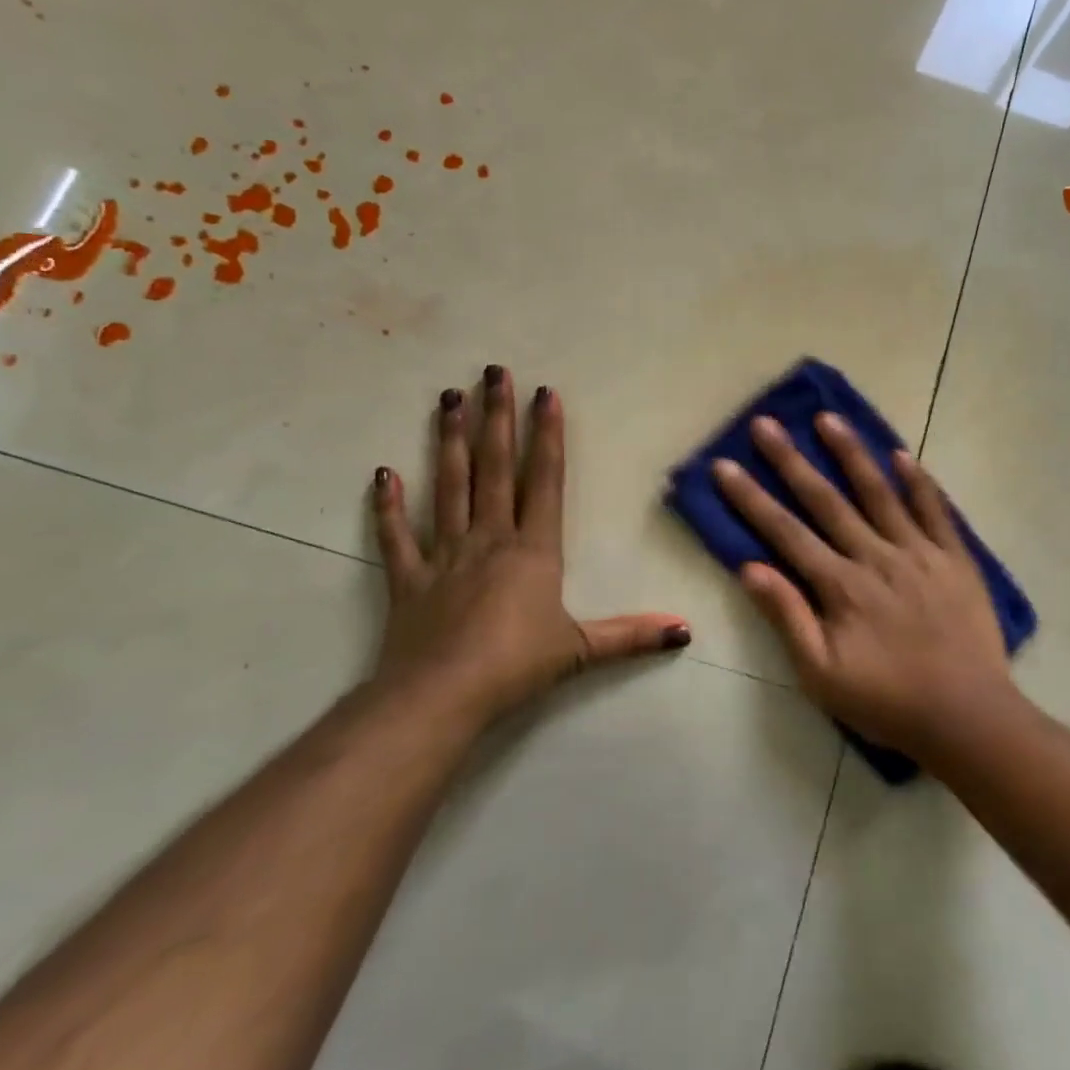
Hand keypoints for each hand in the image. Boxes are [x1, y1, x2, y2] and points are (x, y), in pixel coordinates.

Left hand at [372, 367, 689, 729]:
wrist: (441, 696)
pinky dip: (388, 507)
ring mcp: (445, 555)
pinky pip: (397, 537)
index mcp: (533, 550)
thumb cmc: (516, 666)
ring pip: (448, 487)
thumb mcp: (582, 650)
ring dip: (449, 441)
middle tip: (493, 372)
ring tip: (448, 397)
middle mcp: (490, 539)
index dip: (546, 436)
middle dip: (497, 418)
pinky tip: (383, 474)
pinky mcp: (409, 579)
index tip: (544, 394)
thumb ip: (633, 636)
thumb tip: (686, 631)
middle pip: (493, 468)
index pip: (543, 480)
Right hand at [711, 413, 1017, 762]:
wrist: (969, 718)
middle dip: (791, 460)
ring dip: (850, 453)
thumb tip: (750, 568)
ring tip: (828, 418)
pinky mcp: (955, 558)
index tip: (725, 464)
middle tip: (766, 424)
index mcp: (840, 585)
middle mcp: (875, 556)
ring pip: (879, 492)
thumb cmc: (888, 702)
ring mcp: (919, 552)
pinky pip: (935, 510)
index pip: (785, 531)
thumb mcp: (822, 675)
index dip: (751, 497)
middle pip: (825, 500)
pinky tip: (902, 454)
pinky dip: (918, 481)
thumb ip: (788, 617)